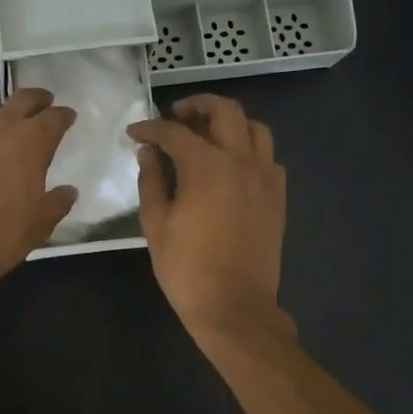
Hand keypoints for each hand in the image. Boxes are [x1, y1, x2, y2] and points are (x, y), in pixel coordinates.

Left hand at [0, 88, 77, 302]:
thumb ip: (57, 201)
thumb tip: (68, 191)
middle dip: (35, 100)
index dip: (63, 116)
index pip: (54, 117)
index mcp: (31, 141)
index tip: (67, 118)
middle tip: (41, 105)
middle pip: (21, 100)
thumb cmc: (1, 236)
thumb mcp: (40, 224)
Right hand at [128, 94, 293, 344]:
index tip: (134, 133)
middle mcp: (241, 161)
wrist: (235, 307)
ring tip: (208, 136)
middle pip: (225, 111)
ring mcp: (265, 177)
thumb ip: (151, 181)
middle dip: (197, 106)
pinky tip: (232, 166)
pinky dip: (250, 150)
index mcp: (206, 166)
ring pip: (255, 128)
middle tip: (175, 117)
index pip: (174, 132)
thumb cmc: (187, 269)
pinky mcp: (278, 196)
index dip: (150, 128)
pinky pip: (269, 158)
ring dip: (230, 123)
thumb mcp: (156, 225)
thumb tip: (148, 153)